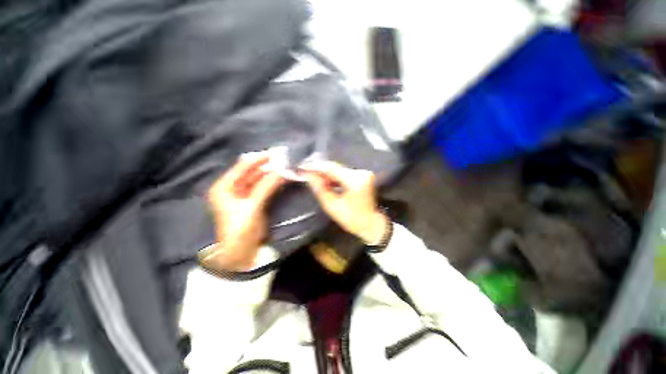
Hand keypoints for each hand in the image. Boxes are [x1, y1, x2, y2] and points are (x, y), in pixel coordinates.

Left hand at [203, 154, 283, 270]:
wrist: (241, 252)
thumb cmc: (240, 229)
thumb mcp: (252, 207)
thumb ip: (266, 187)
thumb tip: (282, 171)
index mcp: (224, 187)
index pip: (242, 167)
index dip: (258, 159)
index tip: (275, 153)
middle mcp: (232, 188)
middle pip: (250, 172)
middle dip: (266, 166)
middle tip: (282, 159)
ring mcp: (243, 194)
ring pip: (258, 179)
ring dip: (271, 174)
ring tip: (285, 167)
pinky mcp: (253, 200)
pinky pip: (263, 187)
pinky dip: (272, 183)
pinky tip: (281, 178)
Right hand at [301, 161, 388, 244]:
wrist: (371, 223)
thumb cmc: (352, 219)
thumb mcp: (332, 206)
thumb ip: (320, 188)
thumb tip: (308, 175)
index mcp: (355, 181)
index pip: (331, 168)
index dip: (315, 166)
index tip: (302, 167)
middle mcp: (361, 173)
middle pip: (335, 167)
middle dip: (319, 169)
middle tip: (305, 171)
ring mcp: (363, 173)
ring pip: (339, 169)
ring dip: (325, 173)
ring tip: (311, 176)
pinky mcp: (362, 175)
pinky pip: (344, 173)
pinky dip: (333, 176)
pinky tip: (324, 180)